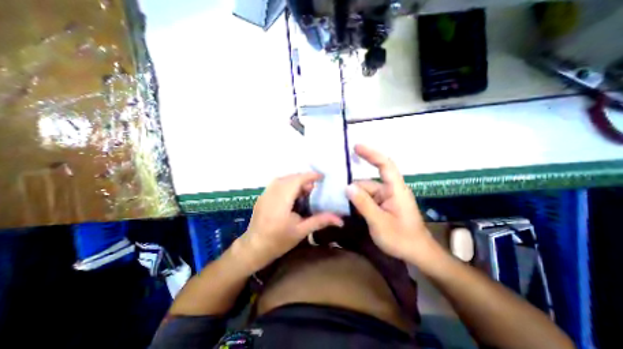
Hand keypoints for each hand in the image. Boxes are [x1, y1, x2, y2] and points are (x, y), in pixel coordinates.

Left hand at [240, 173, 345, 273]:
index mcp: (282, 201)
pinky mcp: (262, 196)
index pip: (297, 180)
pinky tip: (292, 194)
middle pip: (290, 177)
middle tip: (314, 188)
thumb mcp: (301, 231)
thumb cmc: (278, 241)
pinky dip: (287, 183)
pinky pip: (276, 183)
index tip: (322, 177)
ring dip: (295, 180)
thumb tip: (340, 220)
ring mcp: (265, 193)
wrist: (254, 247)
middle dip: (304, 179)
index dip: (310, 176)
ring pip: (283, 179)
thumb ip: (320, 221)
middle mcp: (272, 193)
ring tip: (304, 190)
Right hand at [345, 144, 442, 267]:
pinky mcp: (384, 205)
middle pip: (368, 183)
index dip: (371, 153)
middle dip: (355, 189)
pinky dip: (359, 203)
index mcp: (395, 189)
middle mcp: (391, 190)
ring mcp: (387, 198)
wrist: (417, 254)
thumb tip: (348, 187)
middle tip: (338, 194)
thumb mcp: (379, 222)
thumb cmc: (402, 238)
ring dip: (355, 198)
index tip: (356, 147)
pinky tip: (351, 210)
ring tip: (343, 206)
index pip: (385, 165)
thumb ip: (363, 203)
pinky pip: (368, 199)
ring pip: (366, 192)